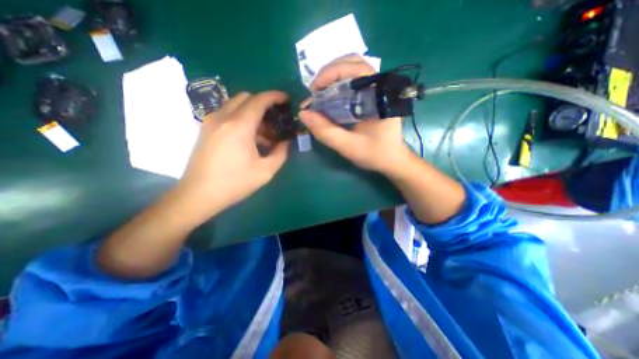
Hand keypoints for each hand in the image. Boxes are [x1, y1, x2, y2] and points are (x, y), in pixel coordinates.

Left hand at [178, 91, 290, 216]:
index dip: (275, 96)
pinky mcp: (206, 128)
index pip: (259, 100)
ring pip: (236, 104)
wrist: (199, 194)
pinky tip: (250, 138)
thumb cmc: (234, 183)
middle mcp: (223, 117)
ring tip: (265, 133)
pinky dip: (242, 118)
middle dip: (264, 104)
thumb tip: (287, 141)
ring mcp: (211, 121)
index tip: (286, 99)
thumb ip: (281, 153)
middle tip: (276, 120)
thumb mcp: (265, 171)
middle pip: (247, 98)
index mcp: (239, 126)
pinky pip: (228, 114)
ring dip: (253, 112)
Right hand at [299, 55, 414, 175]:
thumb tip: (303, 113)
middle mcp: (380, 86)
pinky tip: (330, 97)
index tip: (314, 91)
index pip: (355, 69)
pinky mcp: (372, 95)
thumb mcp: (348, 146)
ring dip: (333, 77)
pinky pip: (354, 80)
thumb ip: (326, 131)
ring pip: (353, 69)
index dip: (331, 74)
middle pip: (353, 63)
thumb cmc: (375, 154)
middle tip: (315, 92)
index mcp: (378, 96)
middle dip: (329, 73)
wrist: (392, 160)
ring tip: (320, 94)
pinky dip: (338, 83)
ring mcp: (377, 89)